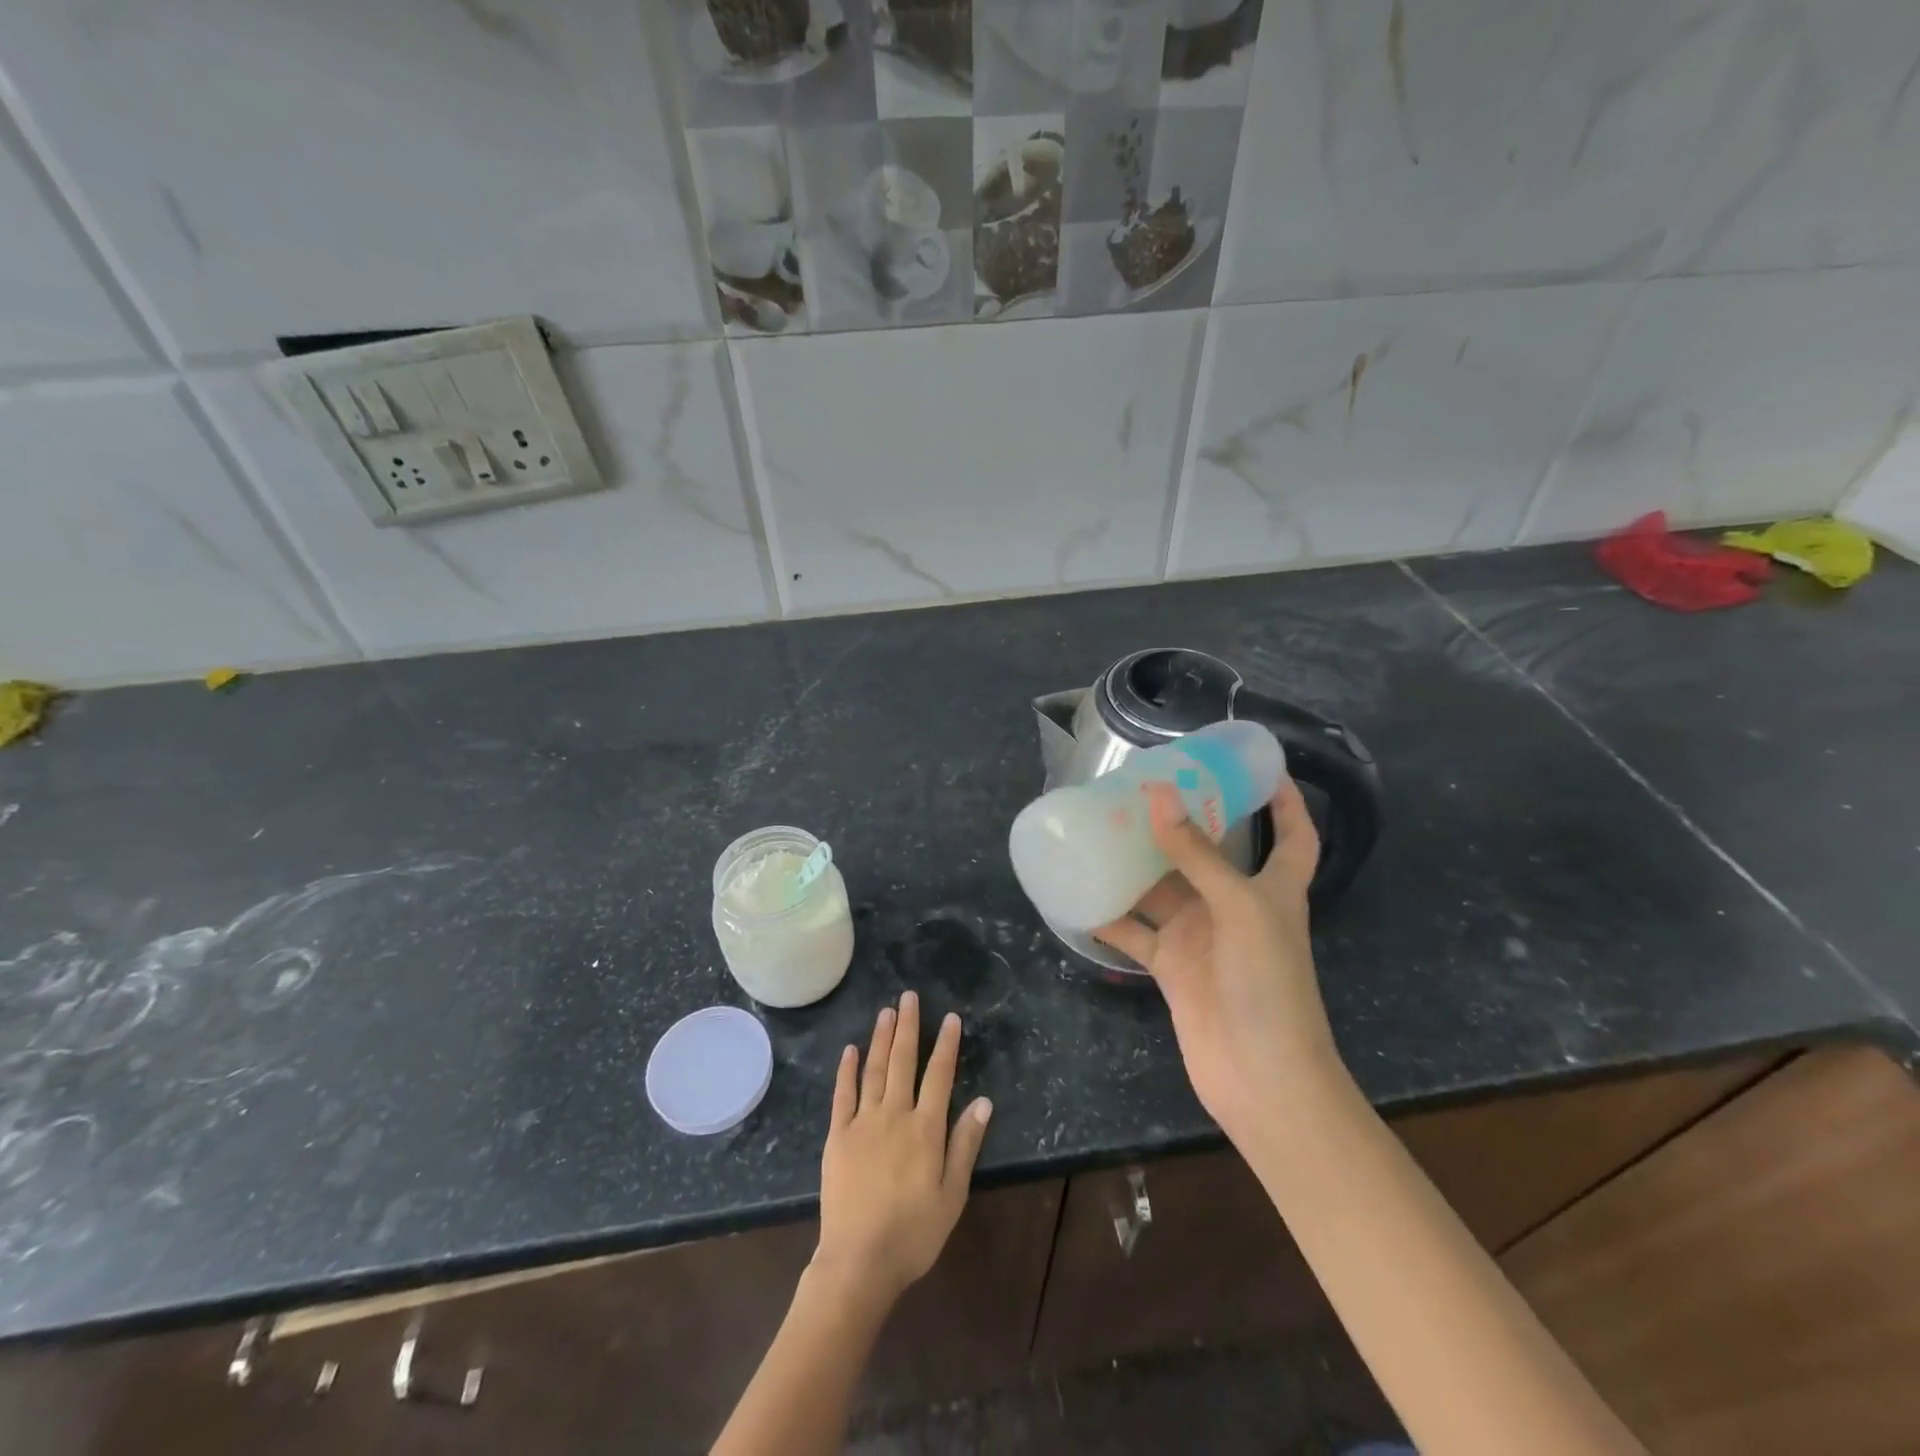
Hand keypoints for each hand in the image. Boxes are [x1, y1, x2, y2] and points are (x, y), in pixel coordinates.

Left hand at [811, 992, 993, 1311]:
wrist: (859, 1261)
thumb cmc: (914, 1233)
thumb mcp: (952, 1194)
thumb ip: (965, 1144)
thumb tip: (983, 1101)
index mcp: (926, 1129)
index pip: (939, 1075)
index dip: (946, 1044)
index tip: (950, 1017)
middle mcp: (895, 1115)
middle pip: (903, 1061)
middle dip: (908, 1026)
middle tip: (909, 996)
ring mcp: (863, 1123)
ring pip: (874, 1069)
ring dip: (881, 1038)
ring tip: (886, 1011)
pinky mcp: (838, 1136)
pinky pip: (843, 1095)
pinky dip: (847, 1070)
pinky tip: (850, 1049)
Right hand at [1094, 780, 1338, 1148]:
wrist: (1260, 1078)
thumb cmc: (1268, 983)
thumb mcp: (1239, 907)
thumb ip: (1196, 853)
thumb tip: (1157, 794)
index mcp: (1273, 888)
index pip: (1293, 834)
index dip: (1286, 800)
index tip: (1261, 765)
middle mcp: (1235, 906)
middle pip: (1210, 853)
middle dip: (1183, 821)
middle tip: (1143, 785)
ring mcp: (1201, 937)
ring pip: (1163, 888)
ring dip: (1135, 864)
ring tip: (1098, 827)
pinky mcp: (1172, 966)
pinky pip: (1134, 932)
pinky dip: (1109, 915)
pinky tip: (1077, 894)